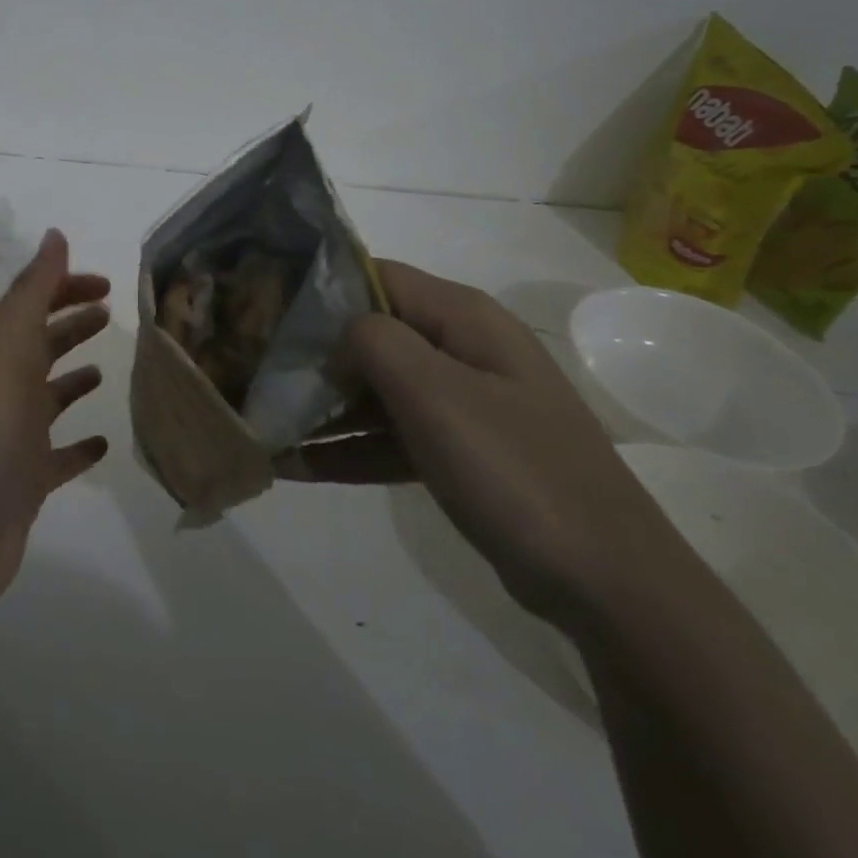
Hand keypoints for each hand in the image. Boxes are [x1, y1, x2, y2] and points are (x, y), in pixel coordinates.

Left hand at [0, 229, 111, 606]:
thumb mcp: (7, 352)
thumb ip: (31, 294)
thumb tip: (55, 235)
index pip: (33, 306)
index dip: (65, 288)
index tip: (108, 285)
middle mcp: (4, 392)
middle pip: (40, 346)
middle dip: (71, 324)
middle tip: (110, 313)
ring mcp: (15, 439)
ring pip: (48, 398)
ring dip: (72, 378)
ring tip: (104, 369)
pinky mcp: (27, 483)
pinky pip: (59, 456)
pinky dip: (79, 446)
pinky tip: (102, 443)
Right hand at [276, 261, 683, 628]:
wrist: (605, 581)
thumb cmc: (514, 469)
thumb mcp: (435, 393)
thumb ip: (375, 341)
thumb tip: (336, 334)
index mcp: (463, 317)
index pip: (376, 276)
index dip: (320, 288)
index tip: (265, 310)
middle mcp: (461, 349)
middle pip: (373, 334)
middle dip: (314, 353)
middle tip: (251, 370)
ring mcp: (462, 403)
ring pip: (377, 390)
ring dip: (323, 406)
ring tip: (261, 420)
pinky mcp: (459, 452)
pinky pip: (392, 437)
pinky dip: (349, 449)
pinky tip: (295, 467)